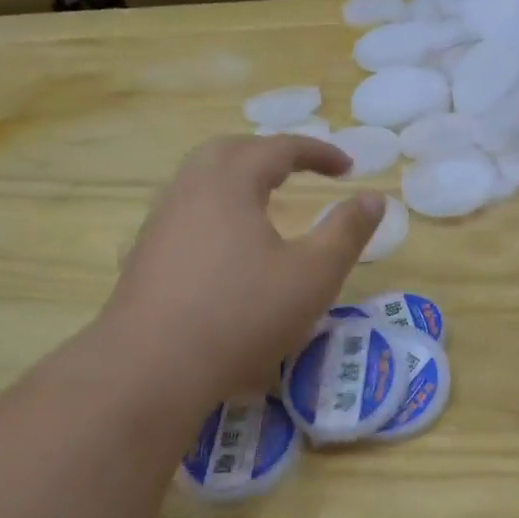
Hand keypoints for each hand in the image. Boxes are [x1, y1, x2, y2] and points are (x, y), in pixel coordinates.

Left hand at [97, 136, 383, 411]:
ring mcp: (160, 222)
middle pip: (230, 150)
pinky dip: (213, 208)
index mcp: (230, 183)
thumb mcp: (313, 275)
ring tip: (263, 200)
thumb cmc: (242, 315)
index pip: (279, 148)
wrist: (151, 369)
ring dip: (236, 177)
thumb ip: (347, 231)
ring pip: (199, 179)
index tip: (348, 167)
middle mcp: (189, 190)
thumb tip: (375, 197)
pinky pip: (184, 211)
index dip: (318, 152)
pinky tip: (222, 243)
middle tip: (299, 170)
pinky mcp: (144, 254)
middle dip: (269, 153)